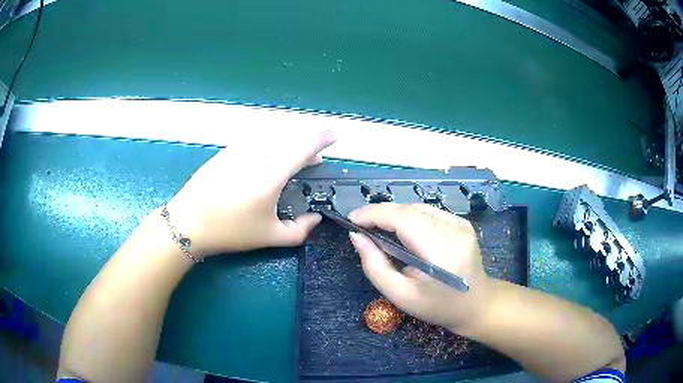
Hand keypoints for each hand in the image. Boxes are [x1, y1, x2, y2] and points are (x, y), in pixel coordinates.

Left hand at [165, 131, 335, 257]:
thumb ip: (299, 231)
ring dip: (287, 145)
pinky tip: (265, 161)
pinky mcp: (226, 150)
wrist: (188, 222)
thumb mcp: (269, 237)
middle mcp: (256, 154)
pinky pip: (255, 141)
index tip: (334, 137)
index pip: (303, 146)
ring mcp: (238, 149)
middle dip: (307, 145)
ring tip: (291, 161)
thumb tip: (316, 218)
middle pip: (289, 138)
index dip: (322, 138)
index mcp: (270, 174)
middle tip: (313, 160)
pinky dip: (269, 146)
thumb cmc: (230, 230)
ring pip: (272, 137)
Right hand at [348, 203, 494, 332]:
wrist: (476, 304)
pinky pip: (429, 212)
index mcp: (441, 253)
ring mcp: (461, 224)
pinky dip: (409, 217)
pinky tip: (402, 231)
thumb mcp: (401, 295)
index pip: (404, 219)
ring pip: (418, 207)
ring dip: (394, 214)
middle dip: (380, 213)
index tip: (352, 220)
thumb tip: (357, 237)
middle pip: (409, 209)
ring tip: (378, 228)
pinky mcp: (462, 222)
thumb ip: (375, 266)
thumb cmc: (437, 306)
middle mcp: (454, 231)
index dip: (375, 214)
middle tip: (361, 225)